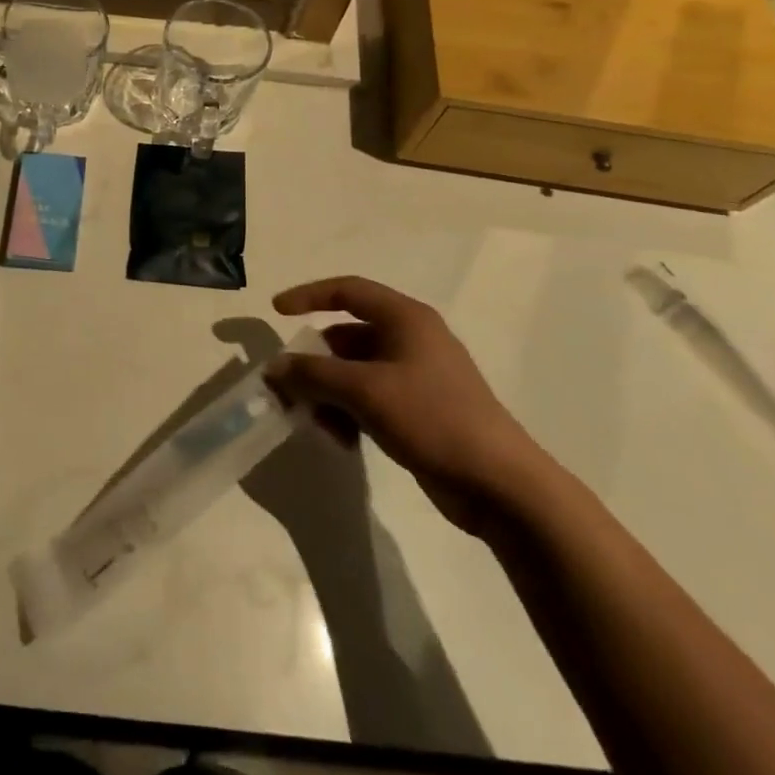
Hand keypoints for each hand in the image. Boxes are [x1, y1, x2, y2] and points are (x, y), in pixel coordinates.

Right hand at [268, 276, 545, 531]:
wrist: (499, 484)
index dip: (308, 296)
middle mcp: (411, 339)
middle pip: (346, 336)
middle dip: (315, 363)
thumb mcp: (364, 390)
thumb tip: (274, 367)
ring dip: (329, 393)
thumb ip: (312, 374)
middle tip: (288, 387)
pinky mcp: (419, 410)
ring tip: (318, 423)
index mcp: (405, 319)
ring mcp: (417, 376)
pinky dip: (349, 412)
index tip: (276, 312)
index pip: (347, 291)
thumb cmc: (432, 419)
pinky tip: (342, 441)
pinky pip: (369, 398)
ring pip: (354, 372)